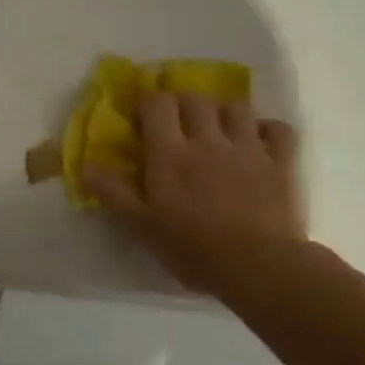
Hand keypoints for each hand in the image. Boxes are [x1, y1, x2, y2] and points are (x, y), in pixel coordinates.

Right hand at [84, 92, 303, 299]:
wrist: (258, 266)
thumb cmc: (192, 248)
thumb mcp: (141, 226)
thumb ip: (113, 193)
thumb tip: (84, 165)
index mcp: (170, 153)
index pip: (157, 104)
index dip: (148, 104)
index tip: (142, 120)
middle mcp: (208, 140)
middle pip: (196, 99)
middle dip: (183, 103)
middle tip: (177, 122)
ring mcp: (248, 148)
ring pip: (236, 107)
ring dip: (223, 110)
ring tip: (217, 127)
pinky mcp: (280, 163)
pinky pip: (279, 129)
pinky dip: (267, 128)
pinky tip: (258, 140)